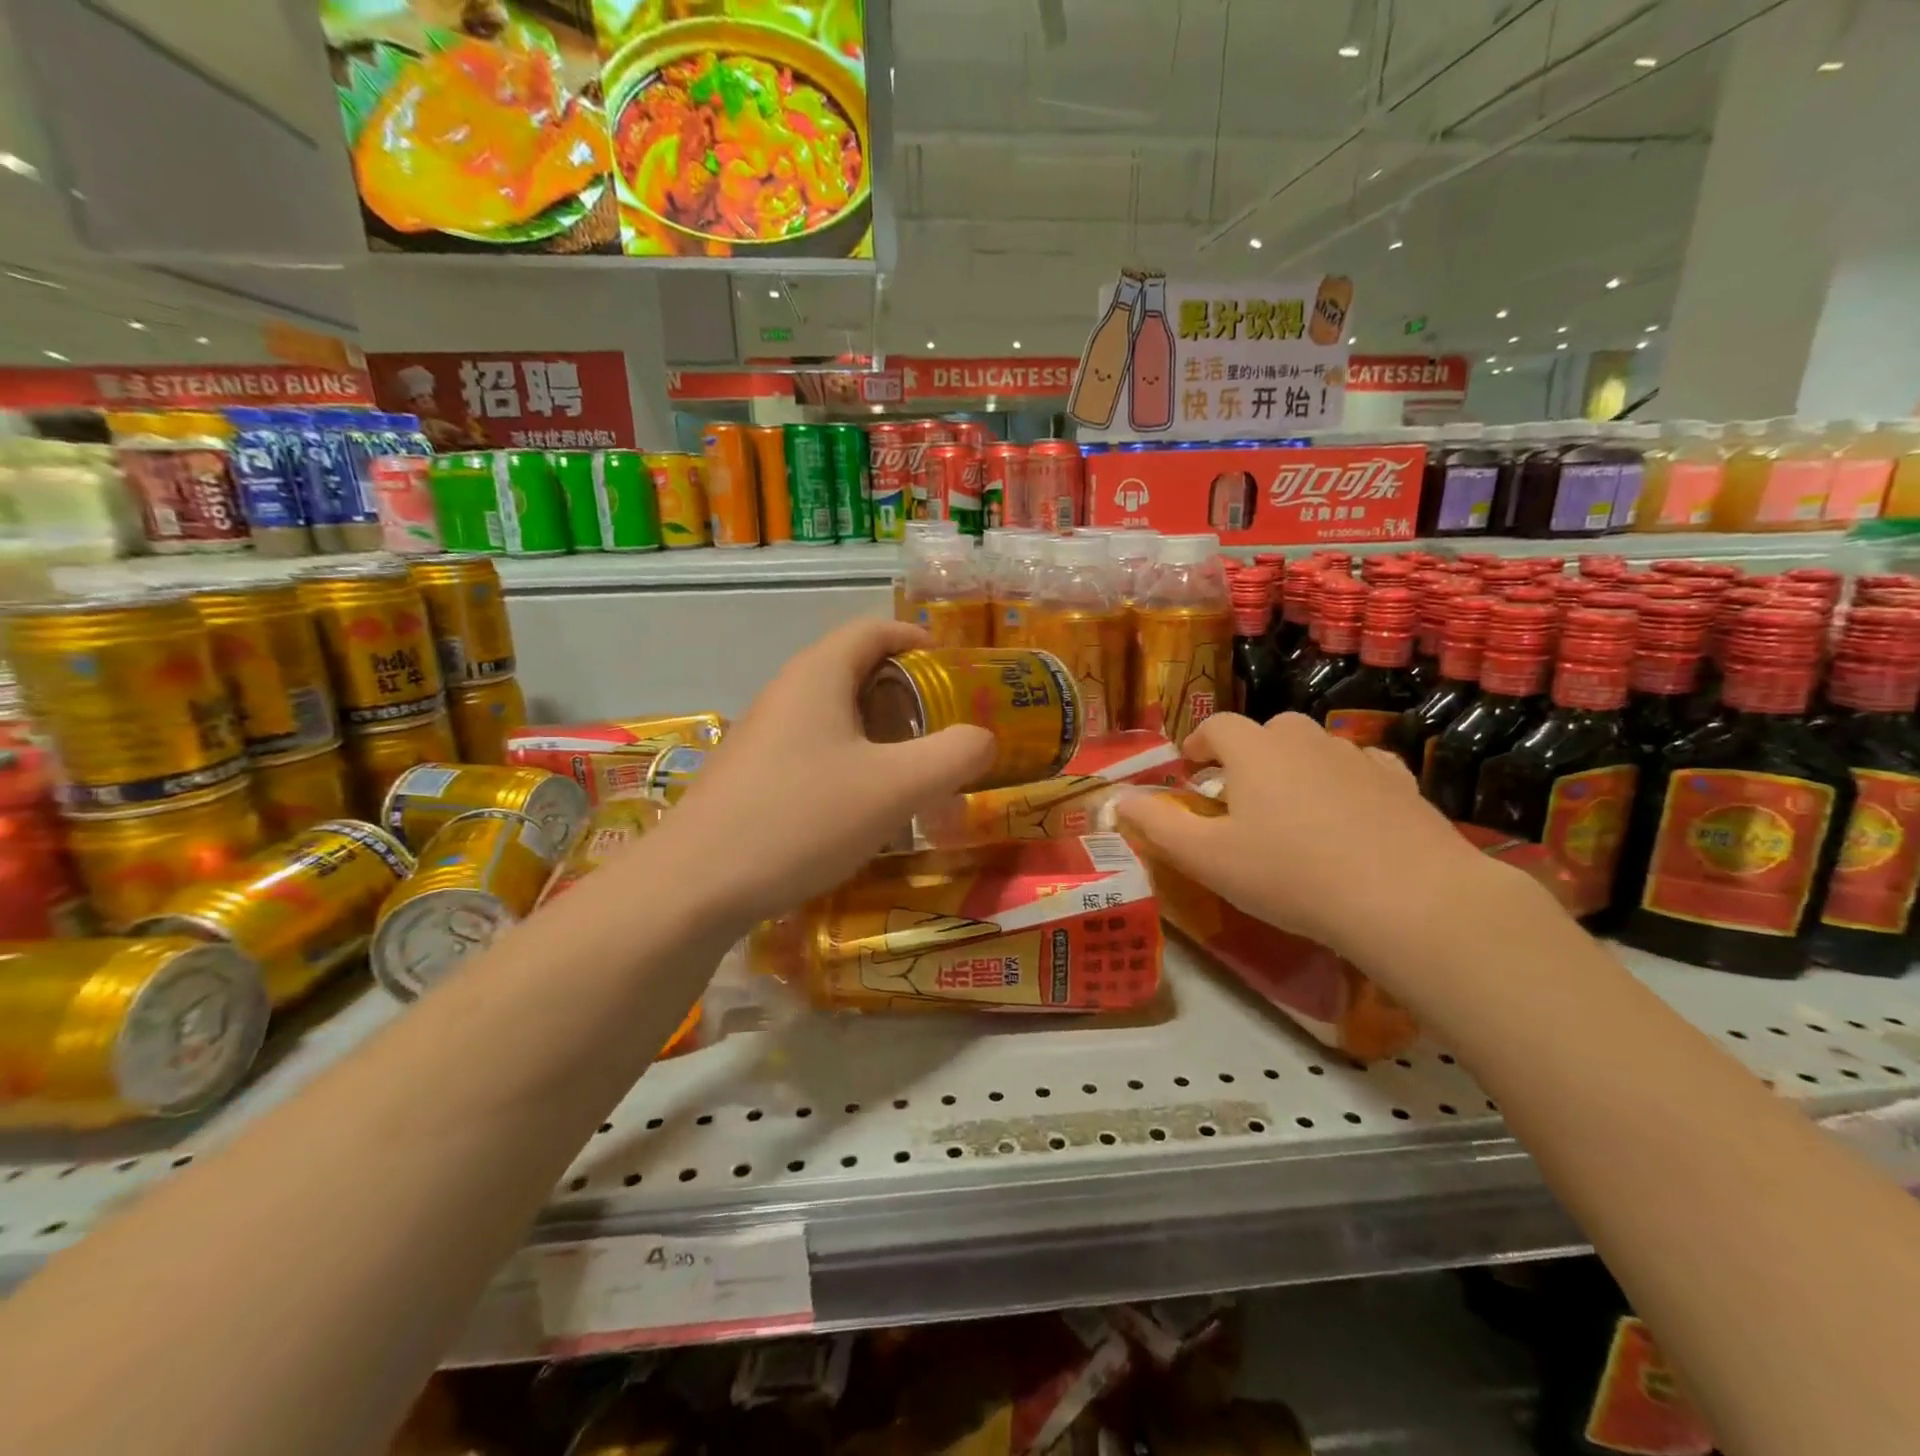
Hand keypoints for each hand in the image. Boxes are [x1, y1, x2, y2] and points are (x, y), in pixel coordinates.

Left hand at [659, 619, 994, 926]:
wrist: (695, 885)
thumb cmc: (802, 818)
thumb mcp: (896, 787)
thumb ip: (954, 755)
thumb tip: (982, 739)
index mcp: (818, 675)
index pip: (873, 630)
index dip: (916, 639)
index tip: (954, 668)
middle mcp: (785, 693)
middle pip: (853, 670)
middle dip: (904, 691)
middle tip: (942, 725)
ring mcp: (761, 735)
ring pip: (831, 714)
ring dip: (876, 730)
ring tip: (910, 768)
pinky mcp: (749, 774)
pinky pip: (811, 748)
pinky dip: (847, 759)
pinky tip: (860, 805)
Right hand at [1116, 712, 1498, 960]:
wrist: (1406, 897)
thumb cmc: (1290, 874)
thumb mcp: (1208, 859)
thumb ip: (1157, 826)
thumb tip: (1119, 800)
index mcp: (1255, 750)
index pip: (1217, 725)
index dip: (1199, 743)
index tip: (1192, 769)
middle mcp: (1305, 739)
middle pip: (1268, 730)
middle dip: (1248, 754)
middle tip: (1240, 795)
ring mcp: (1357, 756)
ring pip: (1314, 748)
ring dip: (1295, 768)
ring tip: (1292, 811)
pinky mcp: (1400, 782)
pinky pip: (1360, 768)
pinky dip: (1344, 781)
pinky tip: (1347, 816)